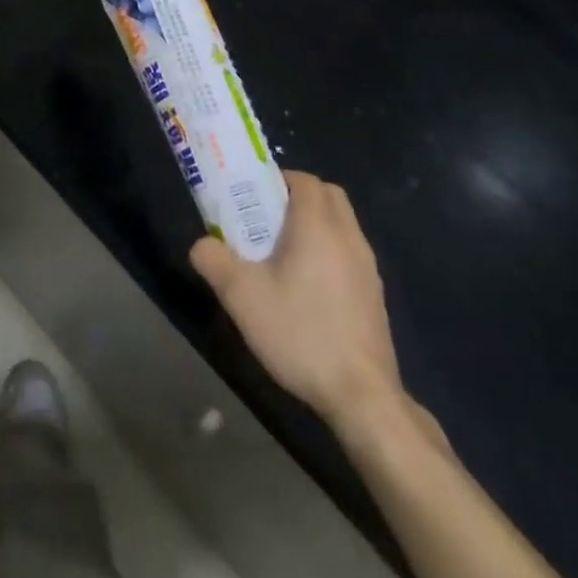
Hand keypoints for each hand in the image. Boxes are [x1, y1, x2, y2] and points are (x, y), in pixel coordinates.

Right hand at [191, 170, 407, 436]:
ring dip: (314, 226)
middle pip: (328, 196)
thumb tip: (202, 245)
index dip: (277, 180)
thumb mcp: (242, 297)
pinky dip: (328, 253)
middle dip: (297, 197)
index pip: (305, 180)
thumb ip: (214, 260)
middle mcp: (349, 239)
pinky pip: (349, 254)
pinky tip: (305, 289)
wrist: (362, 397)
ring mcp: (368, 269)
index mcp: (319, 227)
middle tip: (265, 220)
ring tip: (281, 256)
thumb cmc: (301, 333)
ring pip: (341, 226)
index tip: (252, 198)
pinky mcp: (375, 297)